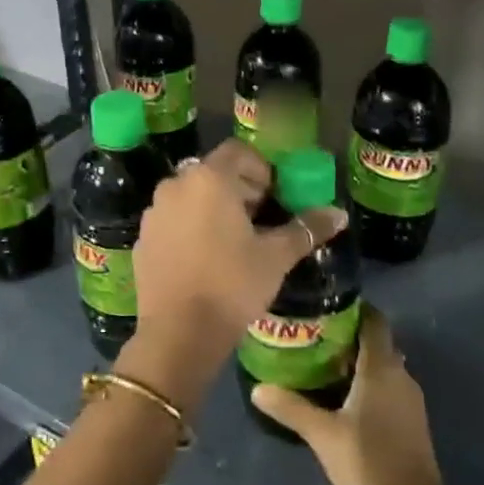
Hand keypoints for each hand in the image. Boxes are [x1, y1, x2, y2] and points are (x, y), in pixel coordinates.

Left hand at [123, 140, 346, 412]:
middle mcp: (176, 185)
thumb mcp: (276, 257)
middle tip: (260, 219)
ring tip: (233, 241)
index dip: (260, 168)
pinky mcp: (143, 238)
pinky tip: (205, 259)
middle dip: (238, 188)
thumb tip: (340, 214)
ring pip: (190, 196)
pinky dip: (190, 227)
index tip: (273, 196)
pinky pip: (172, 220)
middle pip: (212, 172)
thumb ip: (306, 229)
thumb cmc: (233, 285)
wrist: (179, 333)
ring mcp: (154, 212)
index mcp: (209, 179)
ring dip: (212, 207)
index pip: (238, 151)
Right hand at [249, 307, 450, 484]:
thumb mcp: (322, 434)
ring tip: (320, 365)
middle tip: (312, 336)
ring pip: (382, 366)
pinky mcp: (411, 420)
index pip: (374, 321)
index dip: (353, 309)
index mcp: (381, 368)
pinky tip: (341, 397)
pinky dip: (367, 383)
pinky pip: (387, 387)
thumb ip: (290, 407)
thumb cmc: (368, 462)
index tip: (324, 306)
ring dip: (356, 361)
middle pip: (376, 342)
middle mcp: (400, 375)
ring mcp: (410, 399)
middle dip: (348, 336)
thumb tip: (258, 387)